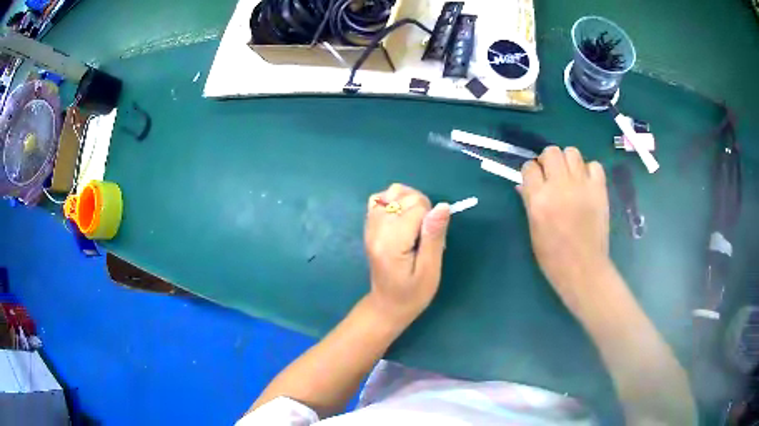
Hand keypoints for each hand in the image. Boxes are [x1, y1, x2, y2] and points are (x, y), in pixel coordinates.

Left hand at [364, 184, 450, 324]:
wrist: (388, 305)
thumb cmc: (412, 293)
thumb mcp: (430, 271)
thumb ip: (434, 237)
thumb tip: (442, 206)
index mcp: (391, 242)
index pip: (416, 207)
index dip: (431, 218)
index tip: (432, 239)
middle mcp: (376, 229)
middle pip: (404, 196)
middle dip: (422, 209)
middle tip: (425, 235)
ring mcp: (370, 225)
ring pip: (392, 192)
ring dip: (410, 202)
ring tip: (416, 223)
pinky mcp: (370, 225)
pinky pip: (380, 199)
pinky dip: (394, 201)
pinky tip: (402, 218)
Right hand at [518, 147, 610, 310]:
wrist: (583, 269)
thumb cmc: (553, 256)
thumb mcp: (534, 230)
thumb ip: (529, 202)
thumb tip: (525, 184)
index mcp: (539, 199)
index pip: (529, 167)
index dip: (531, 172)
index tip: (535, 180)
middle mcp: (560, 186)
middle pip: (551, 151)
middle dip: (549, 161)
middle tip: (552, 176)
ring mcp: (582, 186)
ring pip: (572, 152)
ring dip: (568, 161)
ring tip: (570, 177)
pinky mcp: (599, 190)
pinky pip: (594, 165)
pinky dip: (589, 170)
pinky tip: (586, 184)